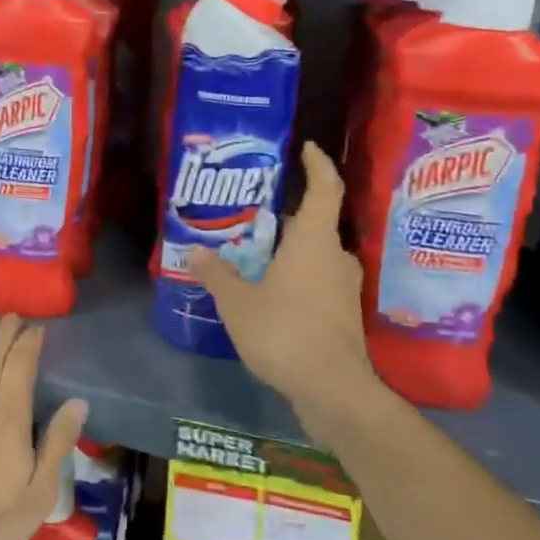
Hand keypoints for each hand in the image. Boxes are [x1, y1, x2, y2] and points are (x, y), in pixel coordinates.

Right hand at [189, 142, 380, 414]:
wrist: (333, 391)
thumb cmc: (285, 333)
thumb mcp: (238, 303)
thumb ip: (216, 274)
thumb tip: (195, 251)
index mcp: (313, 242)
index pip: (324, 189)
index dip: (317, 164)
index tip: (305, 148)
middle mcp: (335, 257)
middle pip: (313, 224)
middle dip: (283, 218)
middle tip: (249, 217)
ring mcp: (344, 288)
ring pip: (315, 255)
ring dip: (288, 250)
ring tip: (252, 255)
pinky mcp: (343, 314)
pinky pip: (317, 280)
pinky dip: (295, 277)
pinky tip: (268, 292)